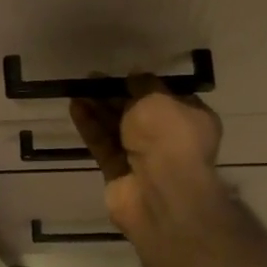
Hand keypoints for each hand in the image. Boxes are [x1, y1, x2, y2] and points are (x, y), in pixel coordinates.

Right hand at [69, 77, 226, 247]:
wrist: (160, 192)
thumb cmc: (169, 137)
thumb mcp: (159, 98)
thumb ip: (144, 84)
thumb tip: (135, 75)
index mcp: (191, 120)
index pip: (168, 98)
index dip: (145, 85)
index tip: (124, 74)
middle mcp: (170, 139)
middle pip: (138, 113)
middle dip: (116, 96)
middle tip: (92, 80)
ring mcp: (143, 159)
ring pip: (117, 129)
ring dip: (99, 109)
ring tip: (77, 89)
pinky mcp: (118, 174)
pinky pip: (103, 145)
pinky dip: (91, 127)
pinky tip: (75, 107)